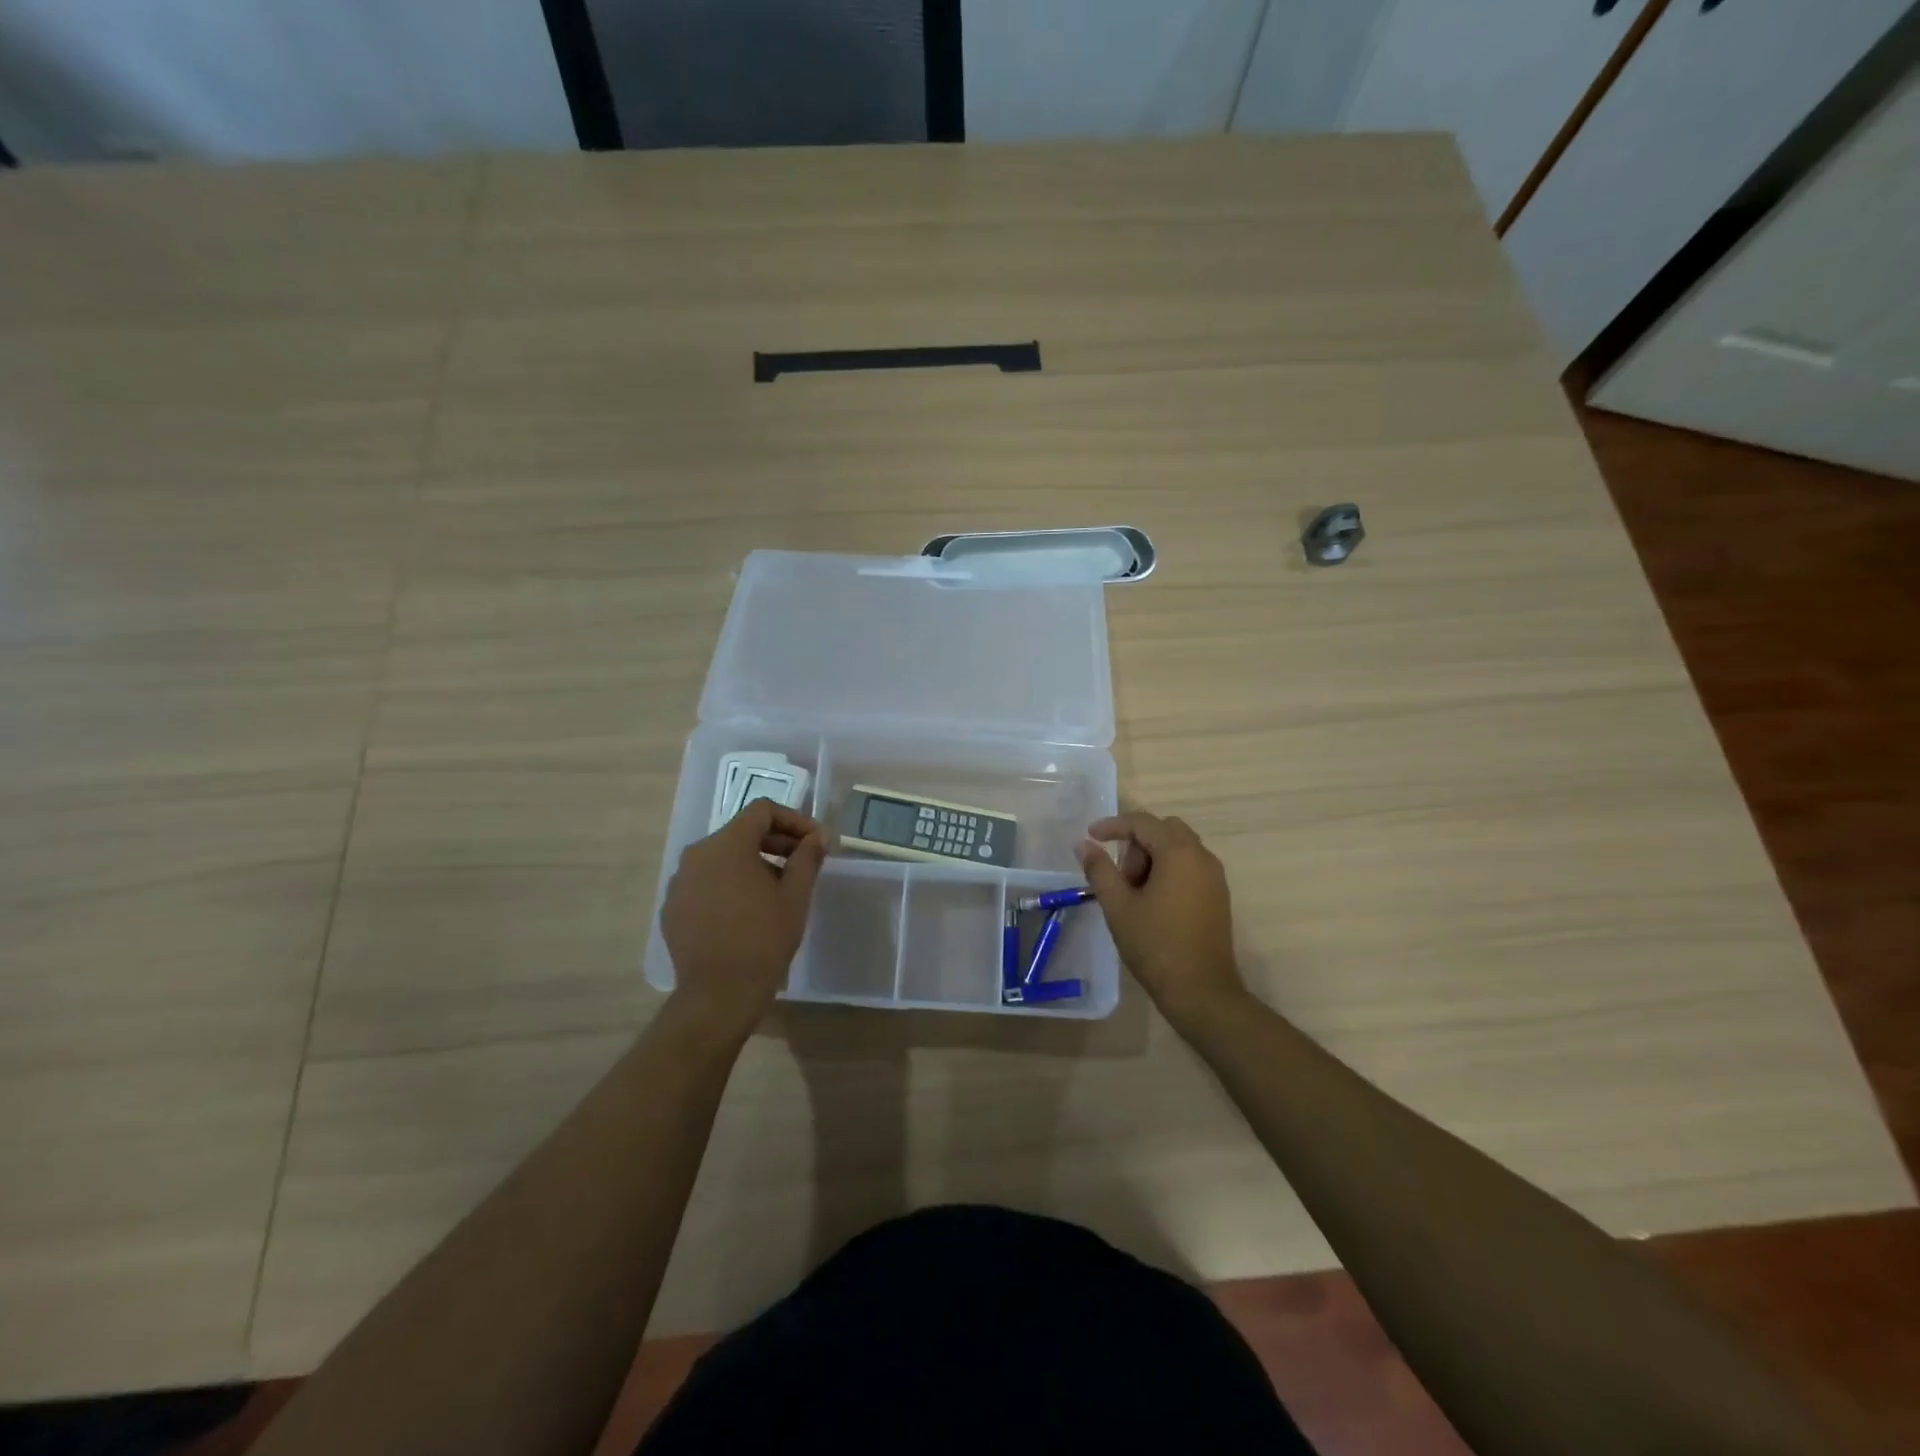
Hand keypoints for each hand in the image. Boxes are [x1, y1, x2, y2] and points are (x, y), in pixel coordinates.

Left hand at [662, 799, 827, 1034]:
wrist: (719, 994)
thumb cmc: (763, 938)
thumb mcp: (795, 895)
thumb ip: (807, 857)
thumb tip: (819, 836)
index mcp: (727, 844)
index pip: (762, 811)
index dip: (794, 820)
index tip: (815, 842)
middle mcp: (696, 854)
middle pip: (741, 832)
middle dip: (775, 842)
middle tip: (803, 863)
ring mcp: (680, 882)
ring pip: (722, 858)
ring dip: (753, 863)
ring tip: (777, 889)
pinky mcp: (673, 908)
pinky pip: (706, 882)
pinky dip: (729, 885)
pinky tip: (747, 911)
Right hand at [1080, 811, 1245, 1028]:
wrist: (1201, 992)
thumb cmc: (1155, 945)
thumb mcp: (1118, 906)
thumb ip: (1099, 869)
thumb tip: (1084, 844)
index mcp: (1179, 853)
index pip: (1142, 822)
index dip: (1113, 825)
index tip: (1090, 836)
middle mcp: (1202, 857)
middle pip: (1164, 830)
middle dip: (1137, 843)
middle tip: (1119, 875)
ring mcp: (1215, 877)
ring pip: (1178, 848)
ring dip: (1152, 857)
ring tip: (1133, 892)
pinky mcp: (1218, 896)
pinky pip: (1190, 867)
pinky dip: (1168, 871)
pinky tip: (1153, 902)